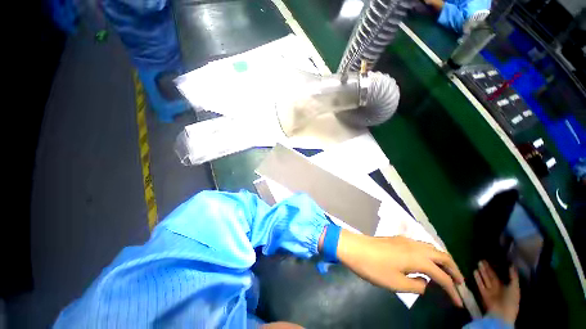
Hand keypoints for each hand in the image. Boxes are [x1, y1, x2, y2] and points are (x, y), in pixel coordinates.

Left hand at [334, 230, 464, 306]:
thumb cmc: (374, 267)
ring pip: (432, 248)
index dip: (453, 290)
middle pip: (442, 256)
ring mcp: (405, 240)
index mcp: (418, 258)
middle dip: (454, 270)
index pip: (442, 276)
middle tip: (459, 283)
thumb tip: (426, 283)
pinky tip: (426, 262)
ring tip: (446, 273)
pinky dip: (430, 254)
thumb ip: (416, 285)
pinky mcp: (398, 239)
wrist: (354, 248)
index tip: (459, 302)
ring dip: (442, 260)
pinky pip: (421, 245)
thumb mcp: (396, 283)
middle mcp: (415, 246)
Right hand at [473, 260, 519, 324]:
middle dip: (487, 269)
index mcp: (506, 287)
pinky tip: (474, 271)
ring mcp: (490, 291)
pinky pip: (480, 285)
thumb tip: (511, 264)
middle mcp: (497, 288)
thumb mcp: (515, 288)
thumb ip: (513, 277)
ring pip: (485, 279)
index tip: (491, 260)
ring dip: (482, 272)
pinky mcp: (483, 294)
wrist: (501, 314)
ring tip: (478, 263)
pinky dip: (477, 279)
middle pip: (491, 277)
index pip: (499, 276)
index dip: (496, 269)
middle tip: (482, 260)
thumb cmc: (511, 301)